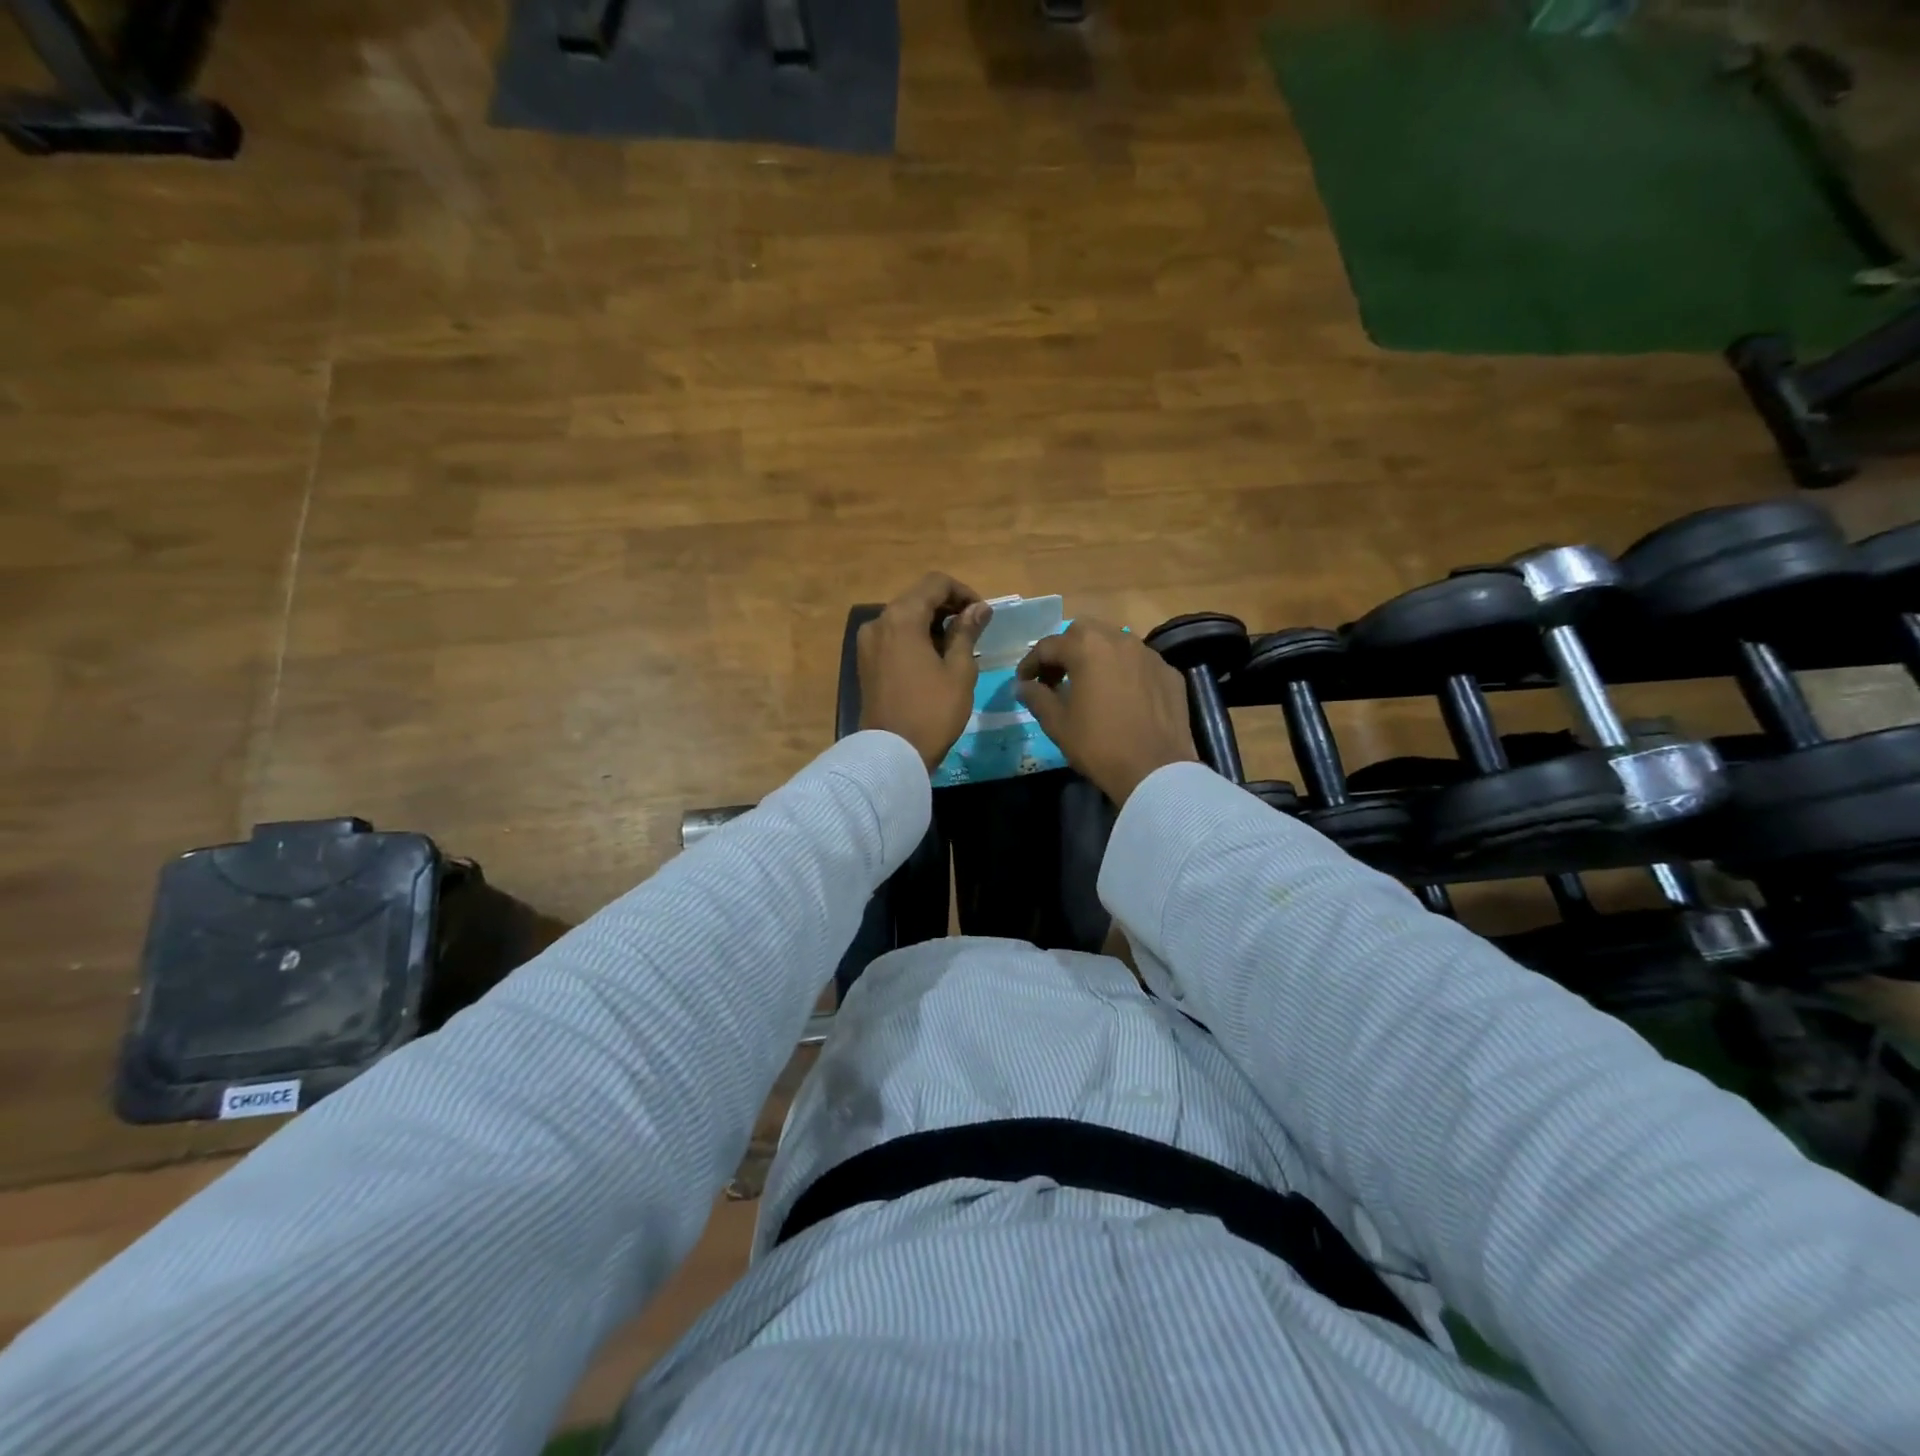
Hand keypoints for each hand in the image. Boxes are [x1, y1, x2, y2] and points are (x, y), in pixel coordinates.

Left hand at [858, 574, 992, 770]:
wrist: (891, 754)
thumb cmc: (932, 711)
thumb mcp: (959, 670)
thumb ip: (967, 632)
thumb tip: (979, 608)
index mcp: (902, 617)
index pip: (936, 583)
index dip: (963, 592)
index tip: (982, 614)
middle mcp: (878, 621)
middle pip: (917, 597)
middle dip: (947, 606)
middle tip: (973, 628)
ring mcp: (867, 642)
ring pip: (904, 617)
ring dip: (931, 623)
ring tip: (956, 646)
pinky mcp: (865, 661)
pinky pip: (893, 636)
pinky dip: (914, 638)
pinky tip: (933, 658)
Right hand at [1015, 619, 1197, 804]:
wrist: (1155, 770)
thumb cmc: (1098, 745)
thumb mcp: (1057, 724)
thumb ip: (1037, 697)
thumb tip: (1023, 686)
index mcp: (1087, 648)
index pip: (1049, 646)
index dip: (1030, 664)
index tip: (1023, 682)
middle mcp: (1120, 640)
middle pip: (1084, 633)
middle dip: (1065, 650)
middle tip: (1055, 678)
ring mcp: (1149, 654)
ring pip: (1115, 642)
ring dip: (1096, 656)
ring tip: (1088, 684)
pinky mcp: (1169, 672)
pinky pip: (1139, 663)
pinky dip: (1123, 671)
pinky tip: (1121, 696)